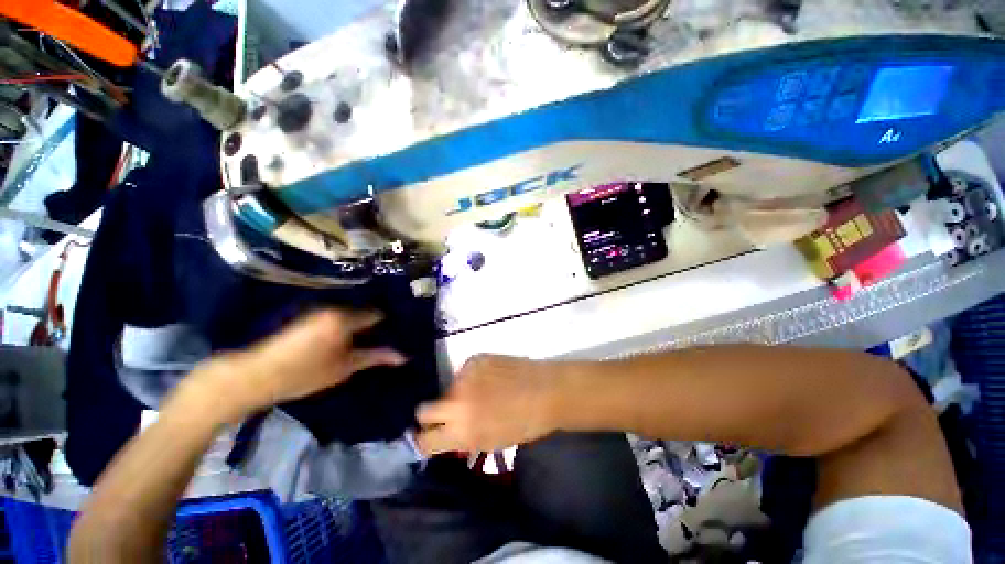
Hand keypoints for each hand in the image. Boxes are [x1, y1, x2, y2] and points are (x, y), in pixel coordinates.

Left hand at [193, 310, 405, 421]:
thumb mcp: (344, 368)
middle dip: (377, 323)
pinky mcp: (309, 317)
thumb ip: (375, 357)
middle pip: (365, 311)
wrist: (255, 375)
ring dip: (362, 324)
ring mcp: (319, 311)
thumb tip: (403, 356)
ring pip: (351, 314)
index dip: (390, 322)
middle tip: (390, 336)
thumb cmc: (304, 374)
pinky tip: (351, 337)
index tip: (401, 330)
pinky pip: (338, 317)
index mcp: (344, 318)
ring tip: (374, 337)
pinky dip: (348, 325)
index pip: (377, 314)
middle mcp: (334, 308)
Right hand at [414, 355, 561, 455]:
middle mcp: (456, 402)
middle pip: (423, 410)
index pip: (423, 440)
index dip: (426, 440)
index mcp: (461, 432)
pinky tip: (490, 377)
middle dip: (431, 415)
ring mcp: (464, 376)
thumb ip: (462, 438)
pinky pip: (464, 371)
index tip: (432, 437)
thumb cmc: (523, 424)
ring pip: (447, 388)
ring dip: (457, 393)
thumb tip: (445, 433)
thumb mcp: (489, 443)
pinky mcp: (475, 358)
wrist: (545, 391)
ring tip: (481, 392)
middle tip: (448, 414)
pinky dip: (472, 377)